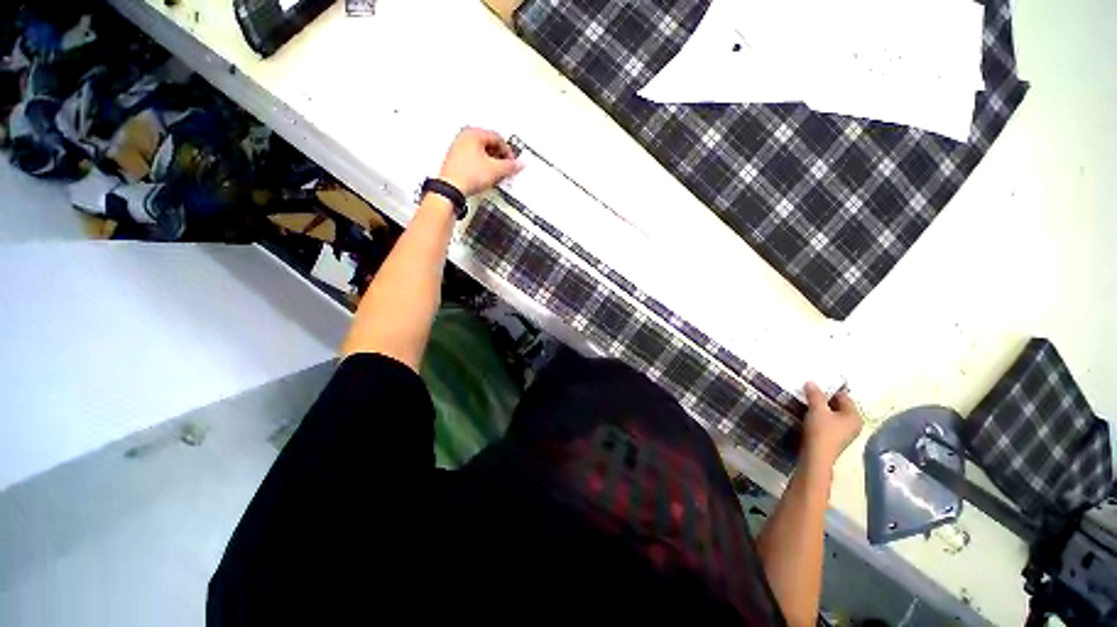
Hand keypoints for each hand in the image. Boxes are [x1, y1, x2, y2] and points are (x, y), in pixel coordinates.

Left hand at [437, 127, 521, 196]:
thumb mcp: (495, 170)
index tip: (512, 162)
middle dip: (500, 157)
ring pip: (482, 152)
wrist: (451, 188)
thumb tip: (519, 164)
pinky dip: (482, 166)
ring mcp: (458, 148)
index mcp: (473, 133)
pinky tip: (485, 176)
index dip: (508, 152)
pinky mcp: (456, 160)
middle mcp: (464, 137)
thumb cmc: (467, 175)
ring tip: (496, 174)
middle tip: (505, 168)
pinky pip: (474, 159)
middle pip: (489, 144)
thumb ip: (510, 166)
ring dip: (492, 162)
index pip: (498, 138)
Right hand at [802, 382, 863, 468]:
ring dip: (821, 409)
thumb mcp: (817, 409)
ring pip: (833, 415)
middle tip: (809, 394)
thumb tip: (811, 382)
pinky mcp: (835, 439)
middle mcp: (854, 424)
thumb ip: (815, 394)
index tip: (814, 387)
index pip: (844, 396)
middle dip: (824, 400)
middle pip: (839, 406)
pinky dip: (820, 418)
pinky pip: (829, 423)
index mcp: (855, 416)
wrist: (816, 456)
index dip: (829, 390)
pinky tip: (809, 417)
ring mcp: (845, 433)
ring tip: (807, 404)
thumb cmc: (821, 430)